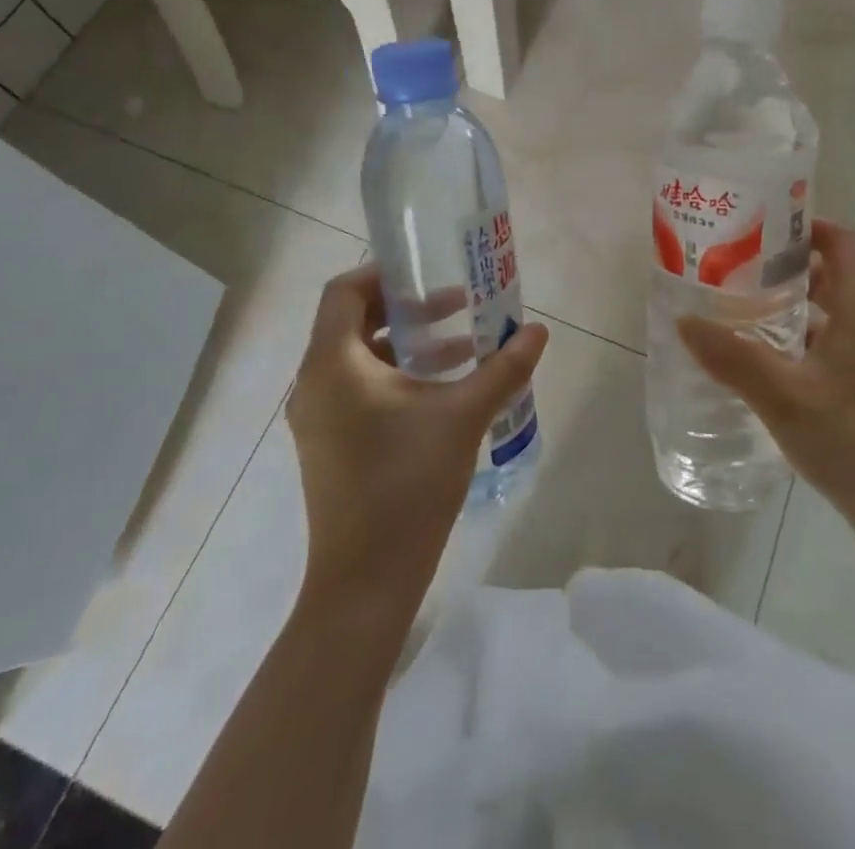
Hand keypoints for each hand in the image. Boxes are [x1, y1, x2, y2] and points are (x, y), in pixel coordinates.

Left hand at [286, 264, 548, 605]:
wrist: (365, 582)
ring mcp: (318, 417)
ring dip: (407, 344)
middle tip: (455, 303)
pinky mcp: (329, 444)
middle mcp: (315, 383)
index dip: (384, 273)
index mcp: (333, 364)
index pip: (344, 292)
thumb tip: (539, 330)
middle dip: (406, 308)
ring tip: (461, 346)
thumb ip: (503, 368)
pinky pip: (358, 388)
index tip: (428, 272)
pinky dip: (396, 376)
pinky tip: (443, 390)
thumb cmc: (408, 484)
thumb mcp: (463, 416)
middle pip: (353, 321)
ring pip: (359, 358)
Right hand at [676, 219, 854, 565]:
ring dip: (784, 304)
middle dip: (781, 264)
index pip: (840, 240)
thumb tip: (684, 320)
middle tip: (729, 264)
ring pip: (824, 312)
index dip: (803, 224)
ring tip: (732, 306)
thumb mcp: (786, 397)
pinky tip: (755, 360)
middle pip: (829, 272)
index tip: (756, 224)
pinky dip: (792, 341)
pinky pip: (825, 345)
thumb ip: (733, 358)